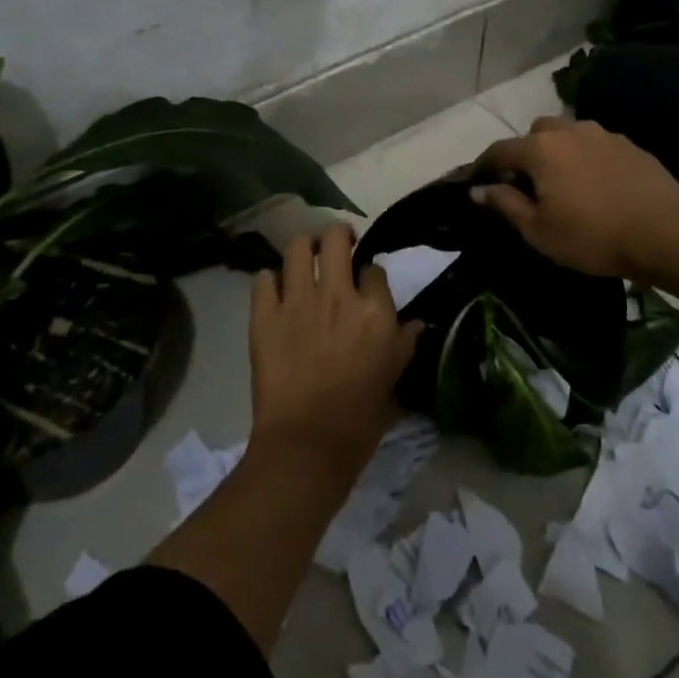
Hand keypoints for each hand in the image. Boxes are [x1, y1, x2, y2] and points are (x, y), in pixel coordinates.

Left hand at [247, 224, 420, 473]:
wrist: (307, 443)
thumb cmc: (360, 417)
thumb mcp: (394, 377)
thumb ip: (405, 342)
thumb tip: (416, 323)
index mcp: (374, 310)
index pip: (374, 269)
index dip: (369, 273)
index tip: (365, 283)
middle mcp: (337, 294)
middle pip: (335, 237)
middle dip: (338, 235)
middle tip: (337, 246)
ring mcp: (297, 301)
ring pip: (297, 247)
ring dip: (304, 248)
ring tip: (305, 259)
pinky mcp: (264, 315)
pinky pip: (262, 279)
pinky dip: (269, 281)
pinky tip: (275, 292)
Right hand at [472, 117, 678, 279]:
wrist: (665, 234)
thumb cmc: (592, 236)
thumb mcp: (539, 230)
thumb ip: (505, 204)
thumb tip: (479, 189)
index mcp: (541, 149)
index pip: (500, 150)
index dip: (484, 164)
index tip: (478, 180)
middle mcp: (570, 131)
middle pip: (536, 133)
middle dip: (526, 152)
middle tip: (528, 183)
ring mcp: (604, 135)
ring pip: (569, 134)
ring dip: (559, 151)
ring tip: (565, 182)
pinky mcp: (631, 146)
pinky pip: (597, 145)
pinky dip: (588, 158)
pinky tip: (597, 185)